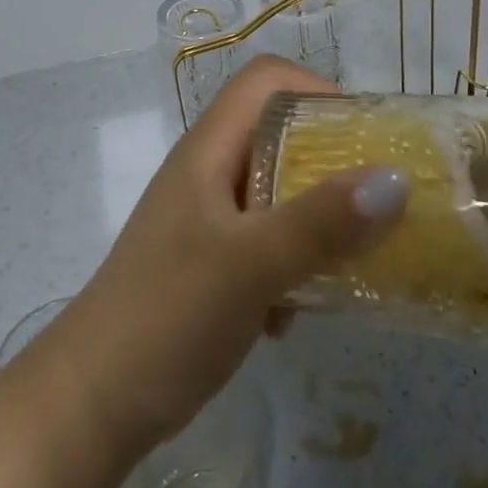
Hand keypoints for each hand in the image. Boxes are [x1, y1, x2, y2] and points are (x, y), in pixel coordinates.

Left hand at [54, 57, 410, 451]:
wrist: (90, 405)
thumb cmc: (166, 317)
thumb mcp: (249, 264)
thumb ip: (321, 222)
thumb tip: (397, 180)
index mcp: (208, 151)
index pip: (266, 81)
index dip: (317, 91)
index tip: (364, 138)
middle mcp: (209, 174)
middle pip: (280, 135)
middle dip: (334, 162)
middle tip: (379, 200)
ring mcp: (209, 222)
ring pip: (280, 194)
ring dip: (319, 221)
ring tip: (351, 258)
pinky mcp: (213, 266)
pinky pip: (269, 244)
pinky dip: (294, 265)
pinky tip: (295, 314)